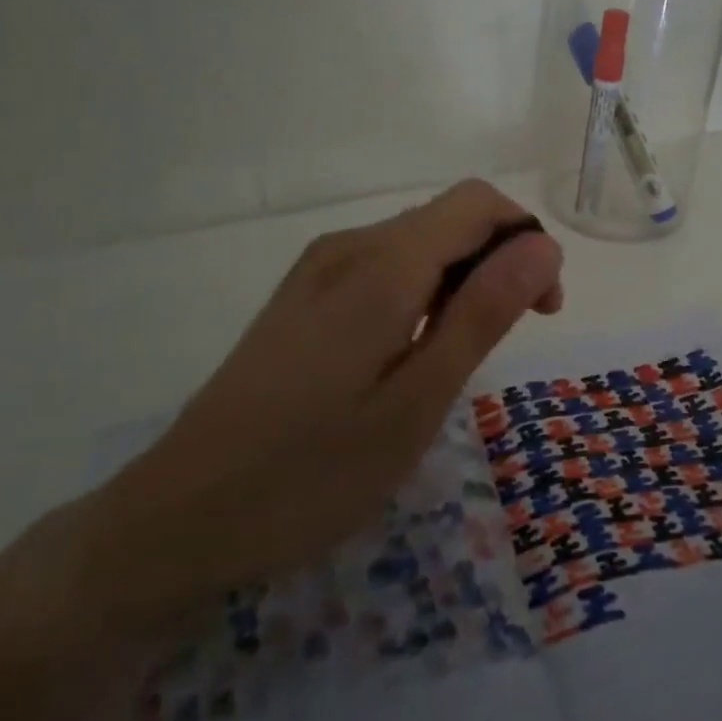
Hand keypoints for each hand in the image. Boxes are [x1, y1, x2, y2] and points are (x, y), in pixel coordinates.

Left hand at [80, 179, 563, 641]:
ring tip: (459, 356)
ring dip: (463, 278)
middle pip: (451, 217)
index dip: (526, 240)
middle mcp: (350, 244)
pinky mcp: (304, 293)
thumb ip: (483, 313)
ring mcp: (320, 266)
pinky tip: (410, 352)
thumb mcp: (416, 402)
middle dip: (500, 260)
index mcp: (382, 264)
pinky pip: (385, 265)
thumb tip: (543, 244)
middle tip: (507, 340)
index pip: (479, 203)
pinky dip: (423, 290)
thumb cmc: (311, 472)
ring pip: (420, 241)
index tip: (542, 310)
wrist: (178, 517)